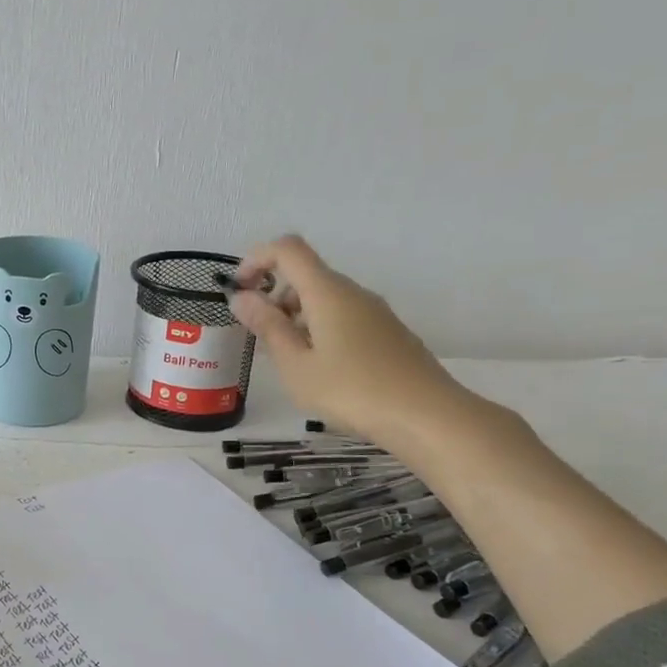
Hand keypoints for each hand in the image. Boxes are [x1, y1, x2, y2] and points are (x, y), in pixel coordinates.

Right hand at [228, 234, 472, 446]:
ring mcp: (375, 312)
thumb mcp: (296, 365)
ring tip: (287, 362)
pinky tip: (319, 370)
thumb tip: (242, 297)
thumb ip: (267, 327)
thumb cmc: (352, 391)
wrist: (427, 417)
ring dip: (295, 317)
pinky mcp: (388, 333)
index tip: (239, 291)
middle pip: (306, 275)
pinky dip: (319, 330)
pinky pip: (343, 317)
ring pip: (324, 299)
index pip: (287, 249)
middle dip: (274, 297)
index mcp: (327, 292)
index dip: (257, 259)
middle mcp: (353, 292)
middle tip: (260, 339)